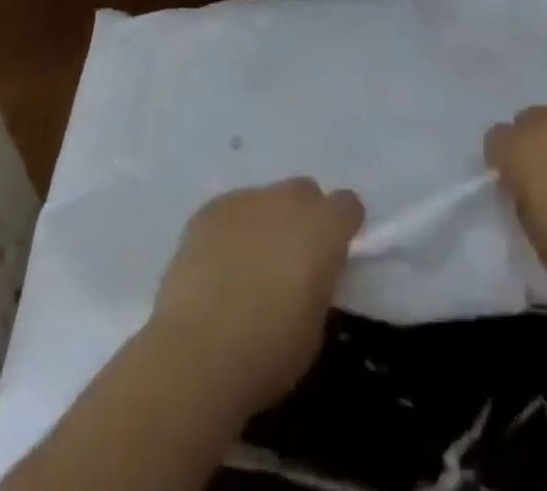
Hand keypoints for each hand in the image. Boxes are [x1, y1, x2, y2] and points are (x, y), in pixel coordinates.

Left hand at [147, 178, 364, 416]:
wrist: (198, 354)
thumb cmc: (269, 352)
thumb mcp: (315, 327)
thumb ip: (317, 285)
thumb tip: (306, 276)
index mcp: (324, 228)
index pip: (347, 205)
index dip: (341, 227)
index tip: (332, 253)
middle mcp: (288, 201)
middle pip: (304, 193)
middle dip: (301, 218)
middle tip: (288, 260)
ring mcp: (246, 200)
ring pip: (264, 201)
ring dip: (263, 224)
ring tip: (245, 267)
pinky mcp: (209, 210)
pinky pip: (229, 212)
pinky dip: (229, 232)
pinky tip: (216, 267)